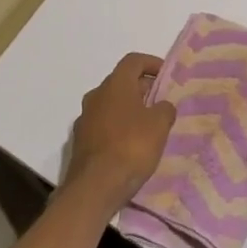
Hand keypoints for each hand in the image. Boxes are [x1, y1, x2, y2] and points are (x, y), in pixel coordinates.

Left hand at [62, 53, 176, 213]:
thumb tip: (162, 106)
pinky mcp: (80, 141)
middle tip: (161, 102)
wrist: (94, 187)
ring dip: (129, 109)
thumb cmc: (131, 147)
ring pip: (111, 105)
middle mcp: (96, 95)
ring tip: (148, 126)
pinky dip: (117, 128)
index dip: (152, 63)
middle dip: (142, 89)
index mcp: (115, 84)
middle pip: (121, 82)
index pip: (133, 61)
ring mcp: (84, 118)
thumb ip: (165, 109)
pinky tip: (130, 145)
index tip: (166, 75)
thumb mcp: (159, 125)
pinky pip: (103, 125)